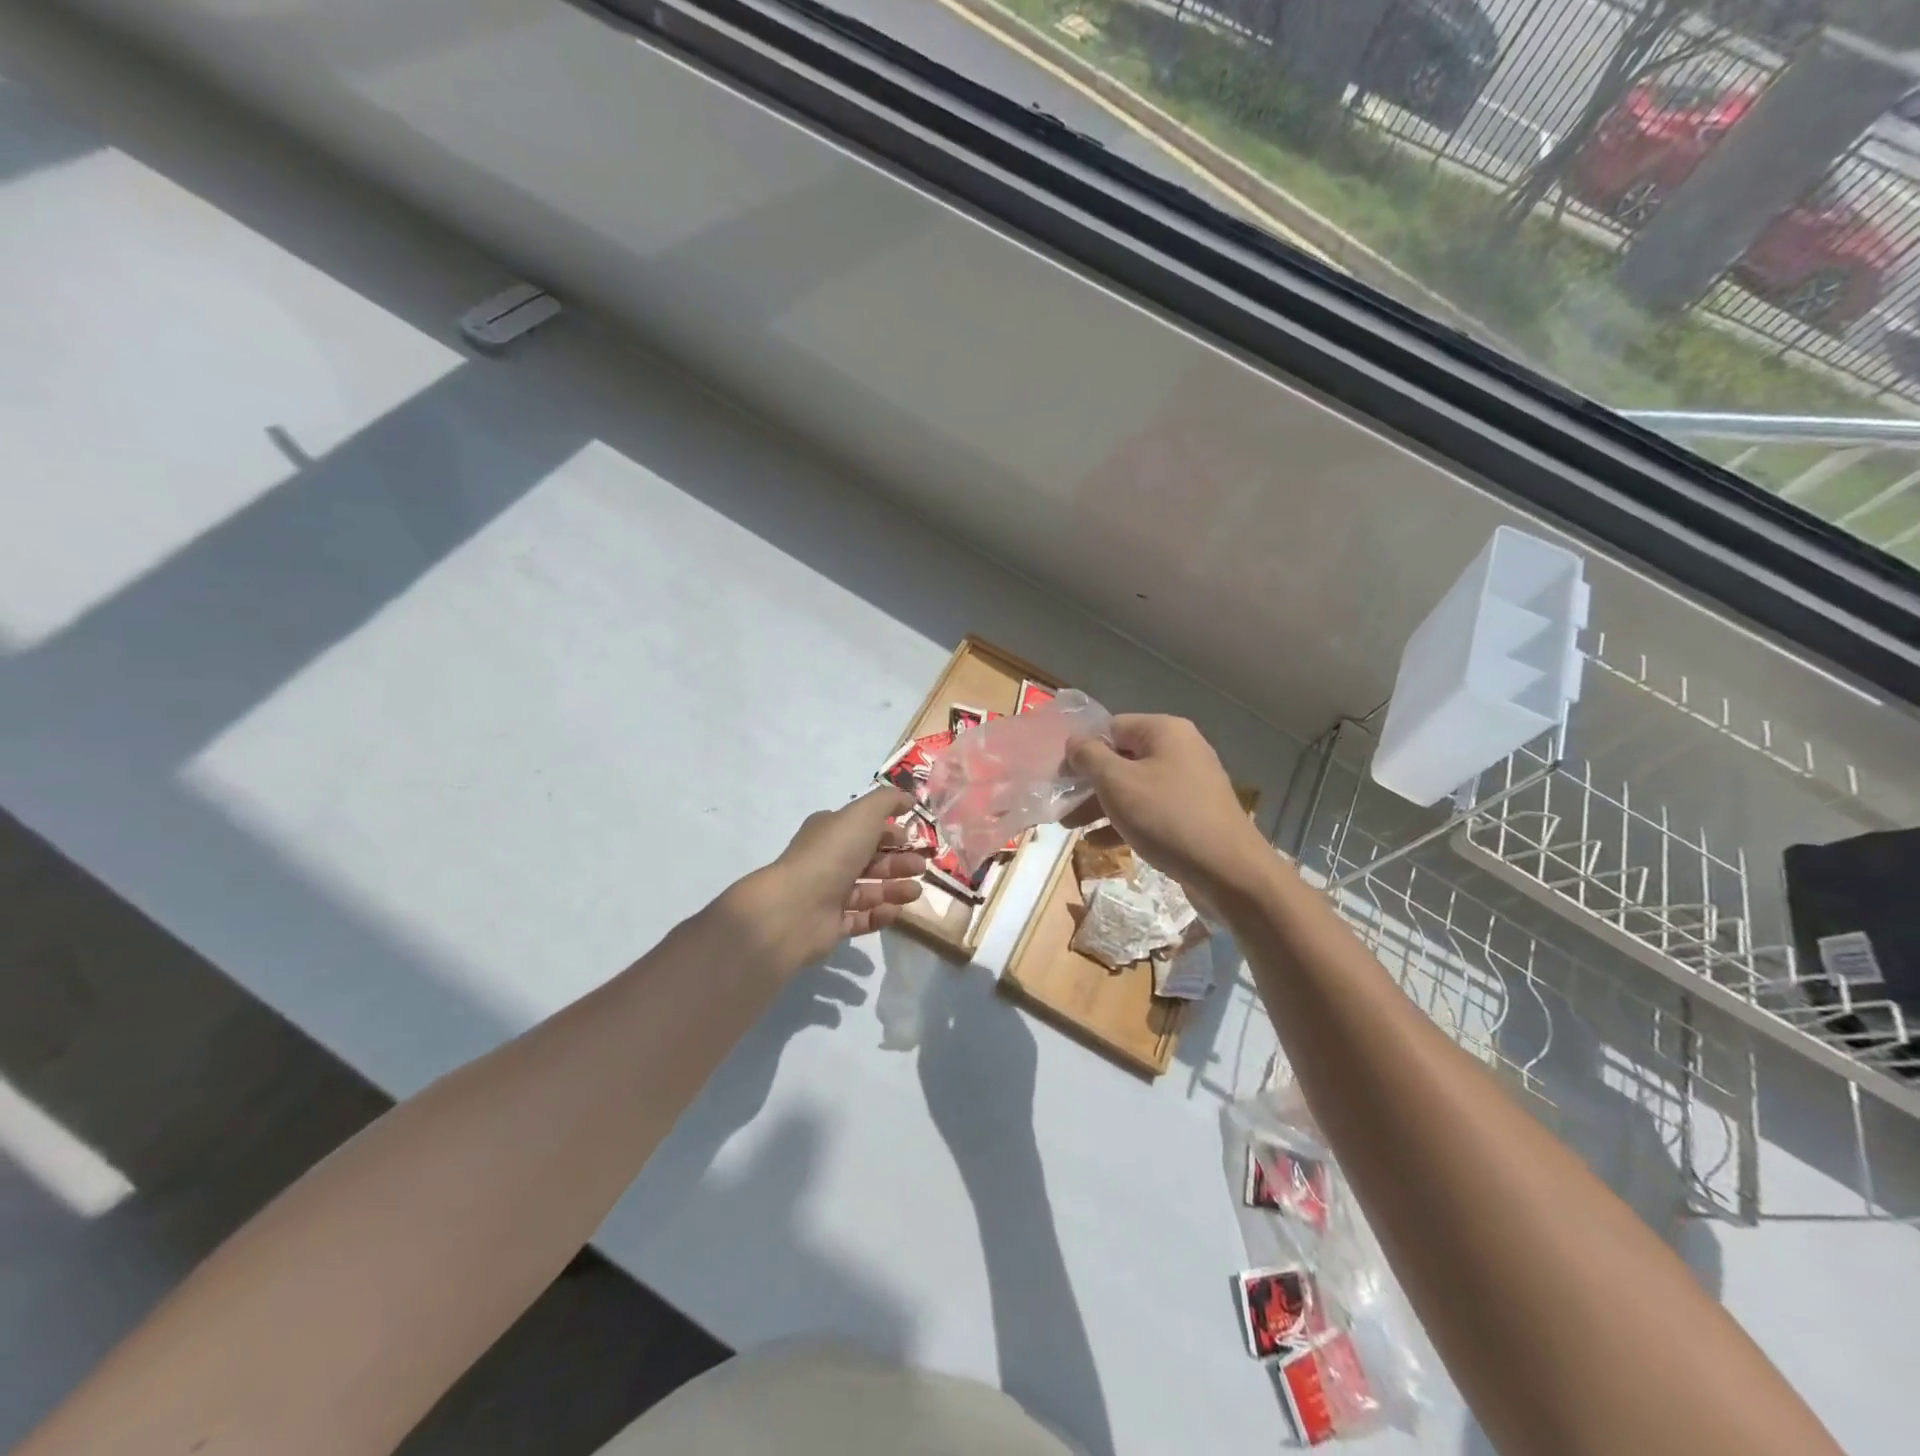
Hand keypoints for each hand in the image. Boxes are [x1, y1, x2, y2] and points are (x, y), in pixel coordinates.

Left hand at [728, 786, 927, 971]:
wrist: (795, 908)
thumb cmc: (832, 854)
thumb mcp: (862, 815)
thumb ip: (887, 801)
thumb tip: (907, 798)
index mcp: (831, 832)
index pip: (864, 828)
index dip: (890, 832)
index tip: (913, 837)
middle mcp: (828, 861)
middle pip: (870, 860)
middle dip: (898, 862)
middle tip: (921, 867)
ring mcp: (828, 895)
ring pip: (869, 890)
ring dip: (894, 889)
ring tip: (915, 892)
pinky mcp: (831, 925)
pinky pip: (861, 918)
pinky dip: (880, 914)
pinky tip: (896, 911)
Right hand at [1066, 715, 1269, 902]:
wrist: (1229, 871)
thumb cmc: (1167, 818)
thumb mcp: (1117, 783)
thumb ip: (1089, 757)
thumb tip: (1074, 742)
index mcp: (1164, 731)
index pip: (1111, 728)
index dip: (1081, 750)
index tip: (1059, 778)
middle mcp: (1180, 749)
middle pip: (1121, 758)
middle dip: (1088, 783)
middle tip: (1060, 806)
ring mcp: (1189, 783)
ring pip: (1133, 786)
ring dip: (1101, 805)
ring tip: (1070, 828)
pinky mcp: (1193, 813)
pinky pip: (1150, 809)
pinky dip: (1124, 821)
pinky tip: (1098, 843)